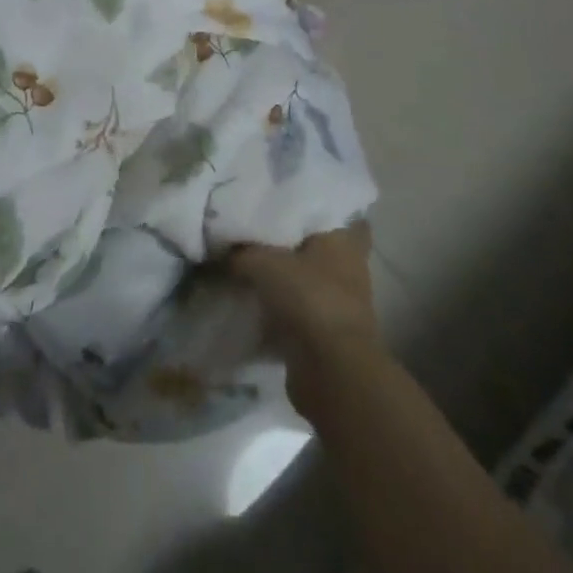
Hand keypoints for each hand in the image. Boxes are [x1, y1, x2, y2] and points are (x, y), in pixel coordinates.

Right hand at [231, 223, 378, 399]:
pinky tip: (252, 303)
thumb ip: (241, 251)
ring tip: (248, 268)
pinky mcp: (328, 334)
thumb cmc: (307, 297)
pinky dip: (280, 311)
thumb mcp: (262, 262)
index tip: (290, 203)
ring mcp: (342, 305)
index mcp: (343, 242)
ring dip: (287, 280)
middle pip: (320, 249)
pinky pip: (300, 312)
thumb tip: (223, 248)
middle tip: (259, 233)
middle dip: (294, 245)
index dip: (318, 208)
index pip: (339, 214)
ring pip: (309, 281)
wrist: (330, 370)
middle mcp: (349, 270)